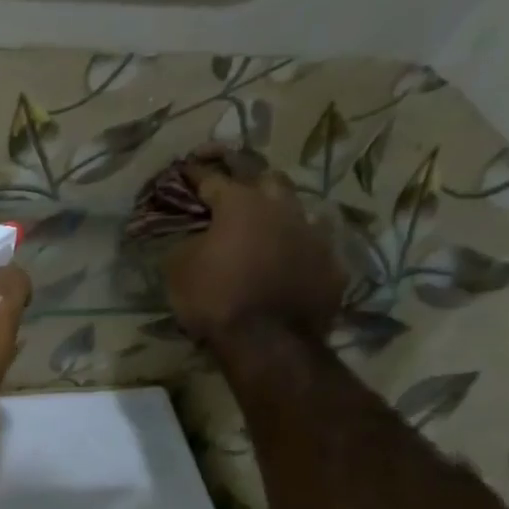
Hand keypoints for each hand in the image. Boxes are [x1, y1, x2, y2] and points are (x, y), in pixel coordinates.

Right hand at [166, 147, 346, 345]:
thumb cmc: (214, 299)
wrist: (268, 341)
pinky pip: (310, 247)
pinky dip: (294, 249)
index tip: (185, 168)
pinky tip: (285, 261)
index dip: (196, 173)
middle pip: (266, 178)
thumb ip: (186, 244)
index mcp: (241, 203)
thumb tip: (193, 238)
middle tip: (232, 187)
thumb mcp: (178, 270)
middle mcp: (282, 208)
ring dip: (275, 212)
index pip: (213, 178)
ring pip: (294, 209)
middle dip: (246, 178)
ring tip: (262, 223)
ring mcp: (313, 234)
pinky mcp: (331, 263)